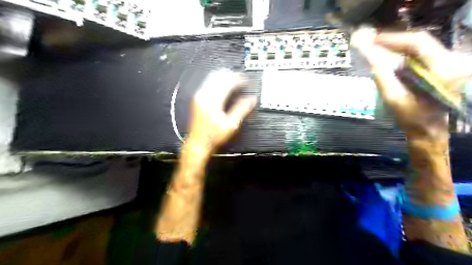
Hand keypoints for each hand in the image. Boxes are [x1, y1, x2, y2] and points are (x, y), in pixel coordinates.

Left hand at [184, 69, 256, 156]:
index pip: (227, 83)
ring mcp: (199, 96)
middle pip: (218, 77)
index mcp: (213, 101)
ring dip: (224, 76)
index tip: (246, 81)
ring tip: (234, 79)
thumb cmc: (213, 136)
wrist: (198, 142)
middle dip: (232, 75)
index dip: (239, 80)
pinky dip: (218, 81)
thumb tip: (252, 100)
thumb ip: (242, 109)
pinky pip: (208, 83)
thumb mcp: (231, 125)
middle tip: (241, 78)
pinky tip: (223, 84)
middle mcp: (204, 96)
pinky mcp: (198, 99)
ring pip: (212, 78)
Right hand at [354, 30, 471, 140]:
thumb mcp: (395, 101)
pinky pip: (420, 56)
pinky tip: (390, 57)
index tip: (374, 40)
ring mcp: (447, 65)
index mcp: (442, 70)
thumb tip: (373, 62)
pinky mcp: (441, 69)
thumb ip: (384, 80)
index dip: (395, 39)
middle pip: (420, 42)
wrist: (428, 130)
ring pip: (420, 48)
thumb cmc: (412, 118)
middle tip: (373, 43)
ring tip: (378, 48)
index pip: (419, 43)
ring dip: (398, 47)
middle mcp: (449, 62)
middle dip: (395, 42)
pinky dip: (403, 54)